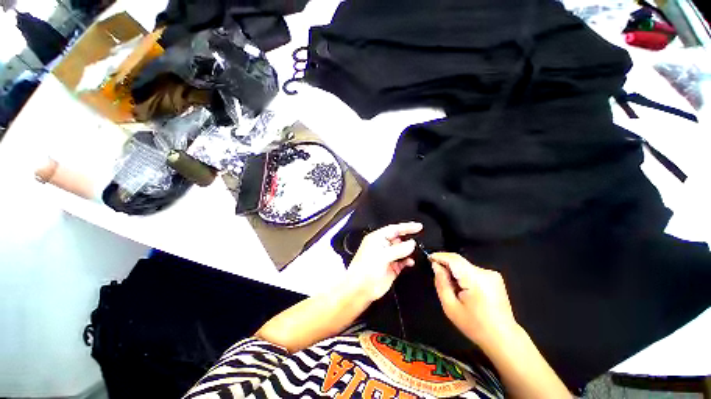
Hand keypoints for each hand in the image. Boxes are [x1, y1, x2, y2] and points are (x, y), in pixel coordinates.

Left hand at [346, 222, 422, 302]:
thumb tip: (412, 243)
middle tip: (418, 240)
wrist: (360, 289)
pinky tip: (410, 262)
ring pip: (401, 250)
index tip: (419, 226)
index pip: (394, 229)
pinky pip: (402, 262)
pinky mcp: (391, 268)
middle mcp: (382, 246)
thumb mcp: (382, 256)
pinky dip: (407, 261)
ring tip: (414, 252)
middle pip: (398, 239)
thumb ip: (399, 249)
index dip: (406, 227)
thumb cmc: (366, 268)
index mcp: (377, 238)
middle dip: (407, 239)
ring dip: (408, 251)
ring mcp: (387, 257)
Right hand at [431, 252, 517, 346]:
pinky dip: (464, 276)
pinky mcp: (495, 278)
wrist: (504, 338)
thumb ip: (441, 283)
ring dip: (455, 272)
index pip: (453, 259)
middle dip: (447, 266)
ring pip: (465, 266)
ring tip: (454, 289)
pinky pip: (473, 271)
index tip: (429, 258)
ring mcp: (492, 274)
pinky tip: (464, 290)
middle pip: (459, 262)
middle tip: (439, 278)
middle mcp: (485, 272)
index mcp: (475, 279)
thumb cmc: (475, 326)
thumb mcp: (450, 307)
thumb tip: (436, 266)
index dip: (439, 256)